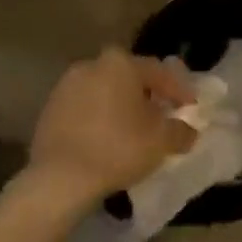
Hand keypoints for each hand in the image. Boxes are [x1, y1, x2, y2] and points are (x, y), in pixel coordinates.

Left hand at [27, 48, 196, 209]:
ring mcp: (67, 85)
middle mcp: (92, 65)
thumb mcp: (161, 141)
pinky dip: (100, 117)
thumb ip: (181, 131)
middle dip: (148, 94)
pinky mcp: (50, 107)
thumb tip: (188, 130)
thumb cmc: (118, 148)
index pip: (159, 72)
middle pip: (129, 77)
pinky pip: (85, 107)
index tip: (191, 107)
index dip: (179, 90)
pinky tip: (107, 137)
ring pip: (105, 90)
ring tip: (134, 128)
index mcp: (121, 64)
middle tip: (162, 114)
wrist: (60, 177)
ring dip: (121, 105)